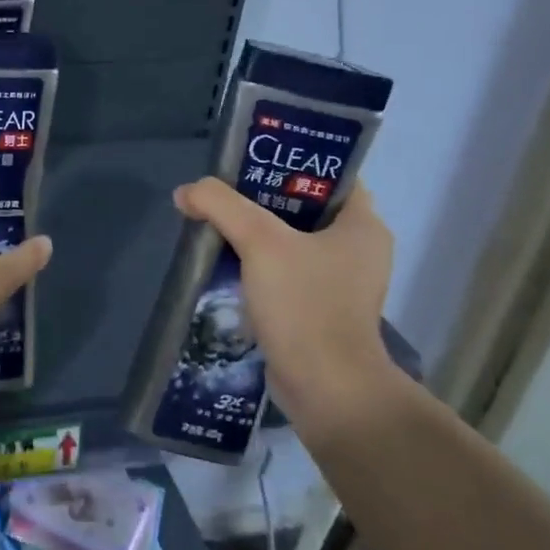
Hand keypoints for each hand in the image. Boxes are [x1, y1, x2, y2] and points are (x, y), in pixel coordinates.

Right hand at [172, 177, 394, 436]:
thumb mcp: (259, 241)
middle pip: (304, 207)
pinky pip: (285, 272)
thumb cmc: (304, 304)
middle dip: (261, 198)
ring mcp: (340, 283)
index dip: (291, 162)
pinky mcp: (319, 309)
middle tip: (223, 190)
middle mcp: (358, 250)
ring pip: (291, 241)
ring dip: (256, 233)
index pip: (330, 176)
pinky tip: (225, 262)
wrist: (325, 388)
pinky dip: (258, 264)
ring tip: (216, 222)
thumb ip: (220, 205)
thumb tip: (186, 192)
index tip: (250, 160)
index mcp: (363, 225)